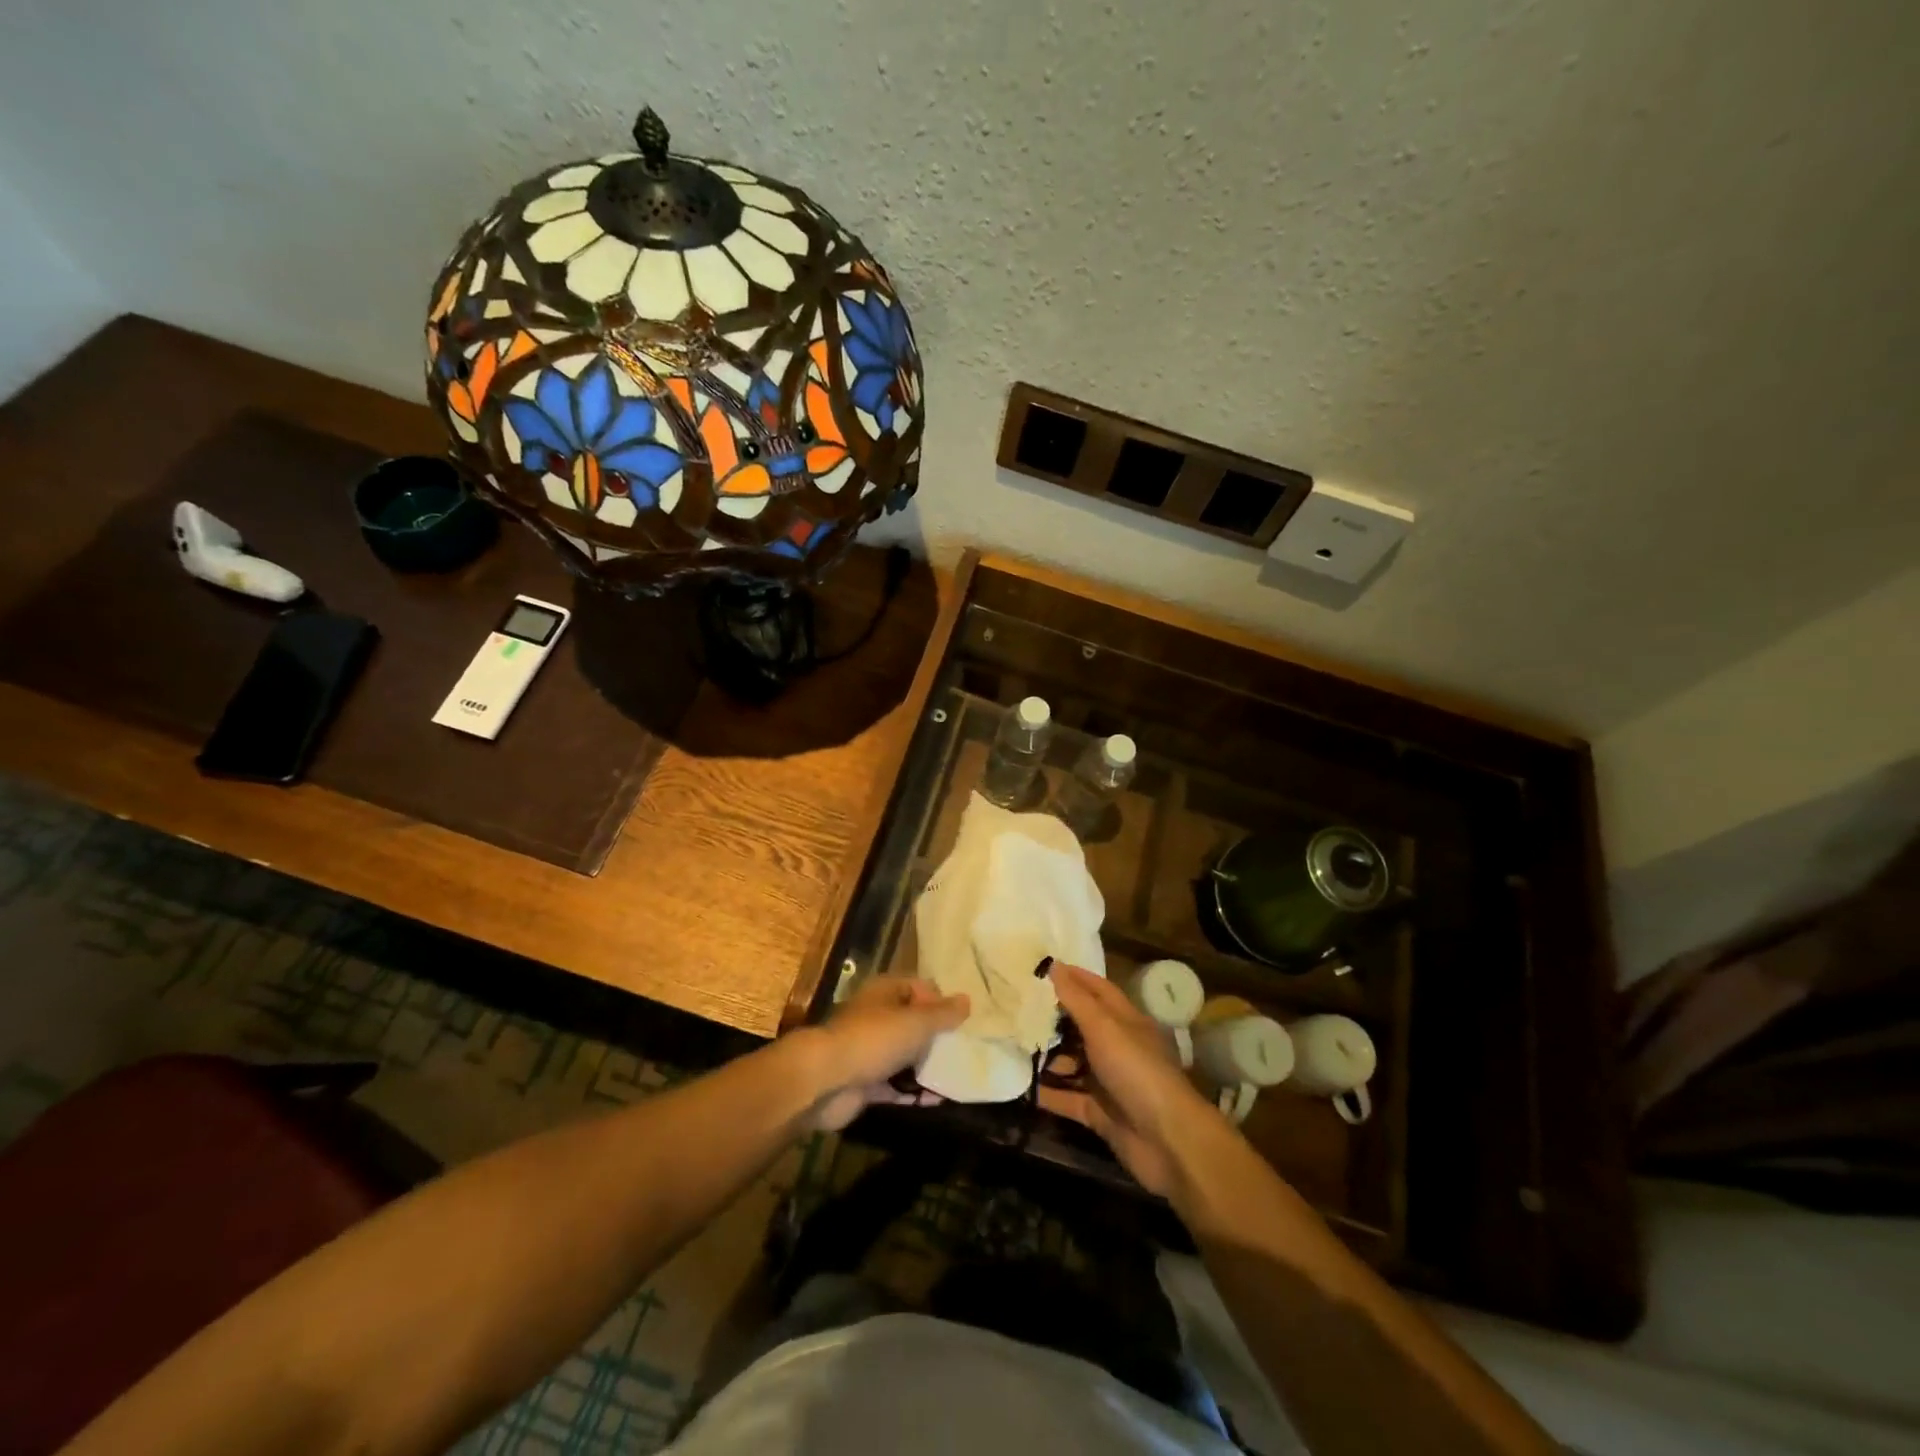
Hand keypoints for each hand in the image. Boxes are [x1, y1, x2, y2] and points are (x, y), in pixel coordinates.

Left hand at [797, 976, 968, 1132]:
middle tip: (963, 1053)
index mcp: (886, 992)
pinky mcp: (865, 1083)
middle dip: (936, 1038)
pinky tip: (937, 1101)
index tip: (961, 1023)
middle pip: (913, 1023)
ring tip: (957, 1079)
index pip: (920, 988)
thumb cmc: (874, 1039)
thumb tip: (967, 1000)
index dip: (941, 1002)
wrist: (826, 1080)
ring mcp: (869, 1051)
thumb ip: (943, 1014)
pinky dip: (913, 1092)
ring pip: (905, 1056)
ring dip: (927, 1068)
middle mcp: (877, 1017)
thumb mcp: (917, 1022)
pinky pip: (896, 1086)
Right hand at [1039, 963, 1225, 1194]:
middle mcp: (1118, 1047)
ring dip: (1046, 1055)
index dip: (1073, 977)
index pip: (1098, 990)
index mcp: (1126, 1021)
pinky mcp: (1099, 1113)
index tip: (1041, 967)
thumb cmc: (1137, 1071)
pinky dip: (1047, 1093)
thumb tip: (1054, 965)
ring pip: (1072, 1063)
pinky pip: (1067, 1099)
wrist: (1168, 1142)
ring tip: (1010, 1041)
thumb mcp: (1105, 1028)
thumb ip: (1076, 999)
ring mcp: (1109, 1082)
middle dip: (1053, 1016)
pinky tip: (1019, 1085)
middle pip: (1082, 1026)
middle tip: (1016, 1004)